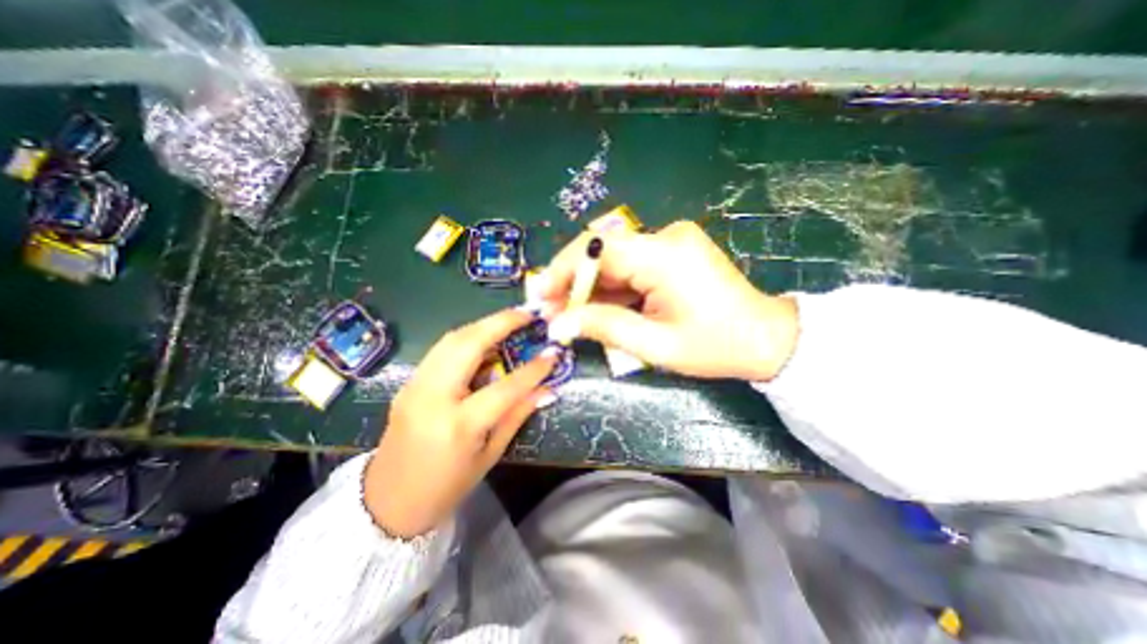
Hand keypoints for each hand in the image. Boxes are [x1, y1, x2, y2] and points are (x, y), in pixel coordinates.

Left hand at [366, 308, 558, 537]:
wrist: (387, 504)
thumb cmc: (446, 487)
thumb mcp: (490, 455)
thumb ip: (517, 415)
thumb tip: (547, 390)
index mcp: (458, 425)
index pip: (504, 387)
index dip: (533, 369)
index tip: (553, 352)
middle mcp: (432, 397)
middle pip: (468, 344)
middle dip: (501, 322)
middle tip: (526, 314)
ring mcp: (414, 386)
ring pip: (451, 339)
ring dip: (482, 325)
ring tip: (509, 322)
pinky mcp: (408, 383)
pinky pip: (441, 350)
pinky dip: (466, 338)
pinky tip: (484, 340)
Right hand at [539, 220, 798, 382]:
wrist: (764, 338)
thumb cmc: (715, 346)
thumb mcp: (655, 345)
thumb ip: (603, 327)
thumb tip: (557, 324)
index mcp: (665, 255)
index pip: (599, 249)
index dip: (564, 270)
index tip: (541, 295)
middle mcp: (667, 236)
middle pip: (603, 250)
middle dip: (573, 280)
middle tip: (551, 309)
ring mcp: (671, 240)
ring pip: (614, 258)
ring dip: (590, 285)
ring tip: (568, 312)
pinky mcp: (672, 250)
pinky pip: (630, 263)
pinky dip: (611, 285)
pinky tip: (597, 306)